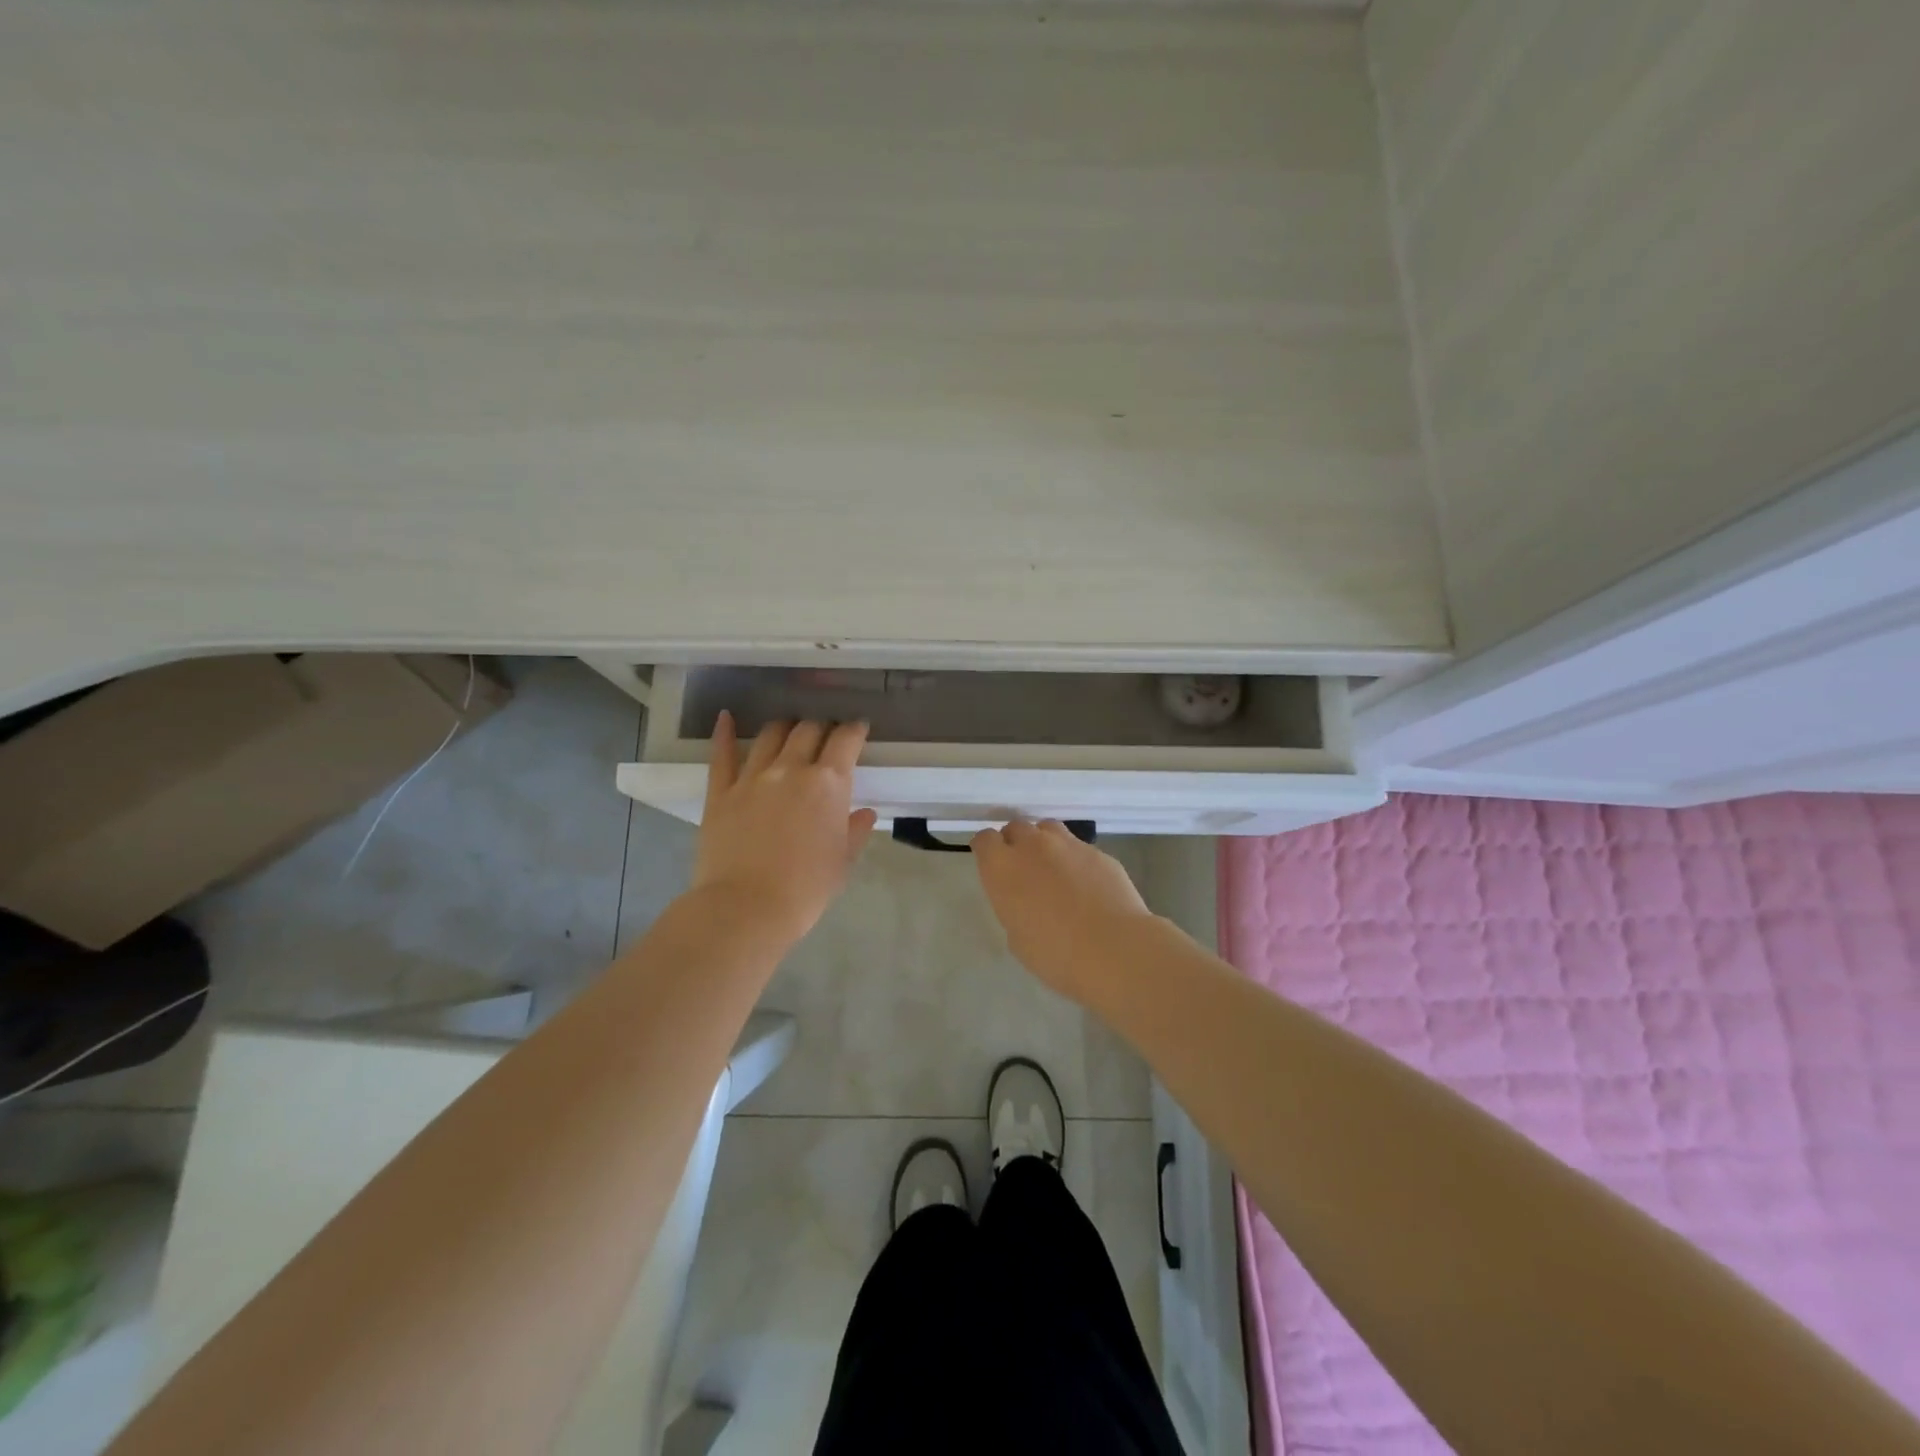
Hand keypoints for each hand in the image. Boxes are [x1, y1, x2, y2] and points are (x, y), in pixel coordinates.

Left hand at [692, 714, 877, 946]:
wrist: (747, 908)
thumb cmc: (806, 889)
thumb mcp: (842, 862)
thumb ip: (854, 831)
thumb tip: (863, 813)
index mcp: (828, 784)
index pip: (845, 741)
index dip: (854, 730)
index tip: (858, 729)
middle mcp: (791, 769)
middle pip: (808, 730)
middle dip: (822, 727)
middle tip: (826, 734)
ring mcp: (752, 777)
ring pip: (771, 735)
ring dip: (785, 727)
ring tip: (790, 730)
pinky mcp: (721, 791)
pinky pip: (722, 754)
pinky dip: (725, 733)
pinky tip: (727, 718)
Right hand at [971, 819, 1154, 1002]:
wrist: (1113, 949)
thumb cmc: (1055, 954)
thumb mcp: (1018, 937)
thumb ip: (1014, 907)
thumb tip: (1025, 899)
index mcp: (1003, 868)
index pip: (985, 840)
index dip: (987, 850)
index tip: (991, 863)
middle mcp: (1032, 847)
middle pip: (1016, 827)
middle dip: (1015, 842)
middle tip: (1023, 868)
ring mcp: (1068, 845)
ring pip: (1048, 829)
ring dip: (1044, 842)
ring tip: (1053, 868)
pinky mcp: (1097, 852)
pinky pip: (1078, 848)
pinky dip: (1074, 859)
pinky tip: (1085, 884)